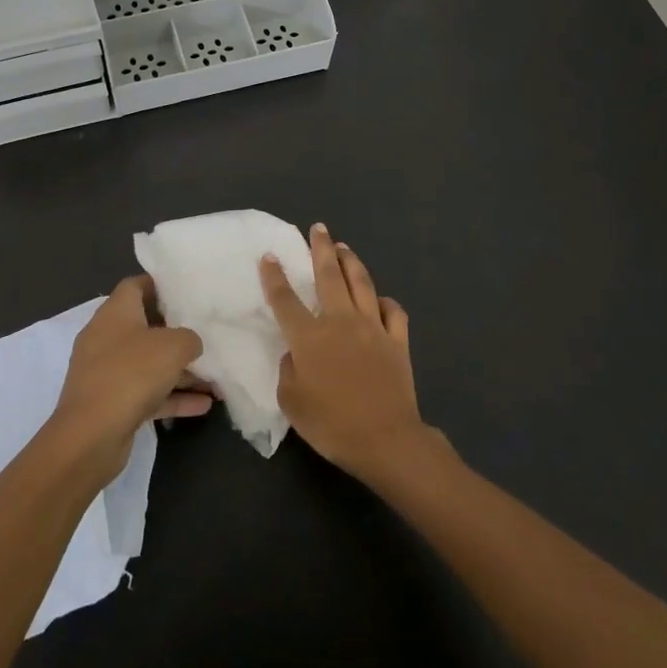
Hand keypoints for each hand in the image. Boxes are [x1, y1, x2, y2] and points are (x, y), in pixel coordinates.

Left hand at [49, 277, 209, 477]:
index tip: (187, 291)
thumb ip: (189, 338)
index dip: (160, 284)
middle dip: (177, 333)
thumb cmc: (131, 374)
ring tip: (215, 378)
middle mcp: (106, 338)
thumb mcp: (173, 346)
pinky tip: (204, 405)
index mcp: (115, 313)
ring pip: (149, 364)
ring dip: (180, 371)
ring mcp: (107, 373)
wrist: (91, 436)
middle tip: (207, 334)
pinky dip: (172, 397)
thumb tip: (190, 344)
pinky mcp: (111, 404)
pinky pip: (147, 394)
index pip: (136, 286)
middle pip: (145, 327)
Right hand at [259, 224, 434, 481]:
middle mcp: (340, 321)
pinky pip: (392, 311)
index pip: (285, 299)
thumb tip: (295, 353)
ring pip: (361, 283)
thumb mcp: (292, 402)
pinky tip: (379, 300)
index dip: (274, 276)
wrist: (385, 439)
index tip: (269, 255)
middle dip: (321, 249)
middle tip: (319, 228)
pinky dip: (384, 301)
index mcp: (309, 337)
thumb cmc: (331, 424)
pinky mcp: (397, 340)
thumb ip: (288, 370)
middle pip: (329, 276)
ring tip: (343, 247)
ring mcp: (372, 327)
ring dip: (350, 262)